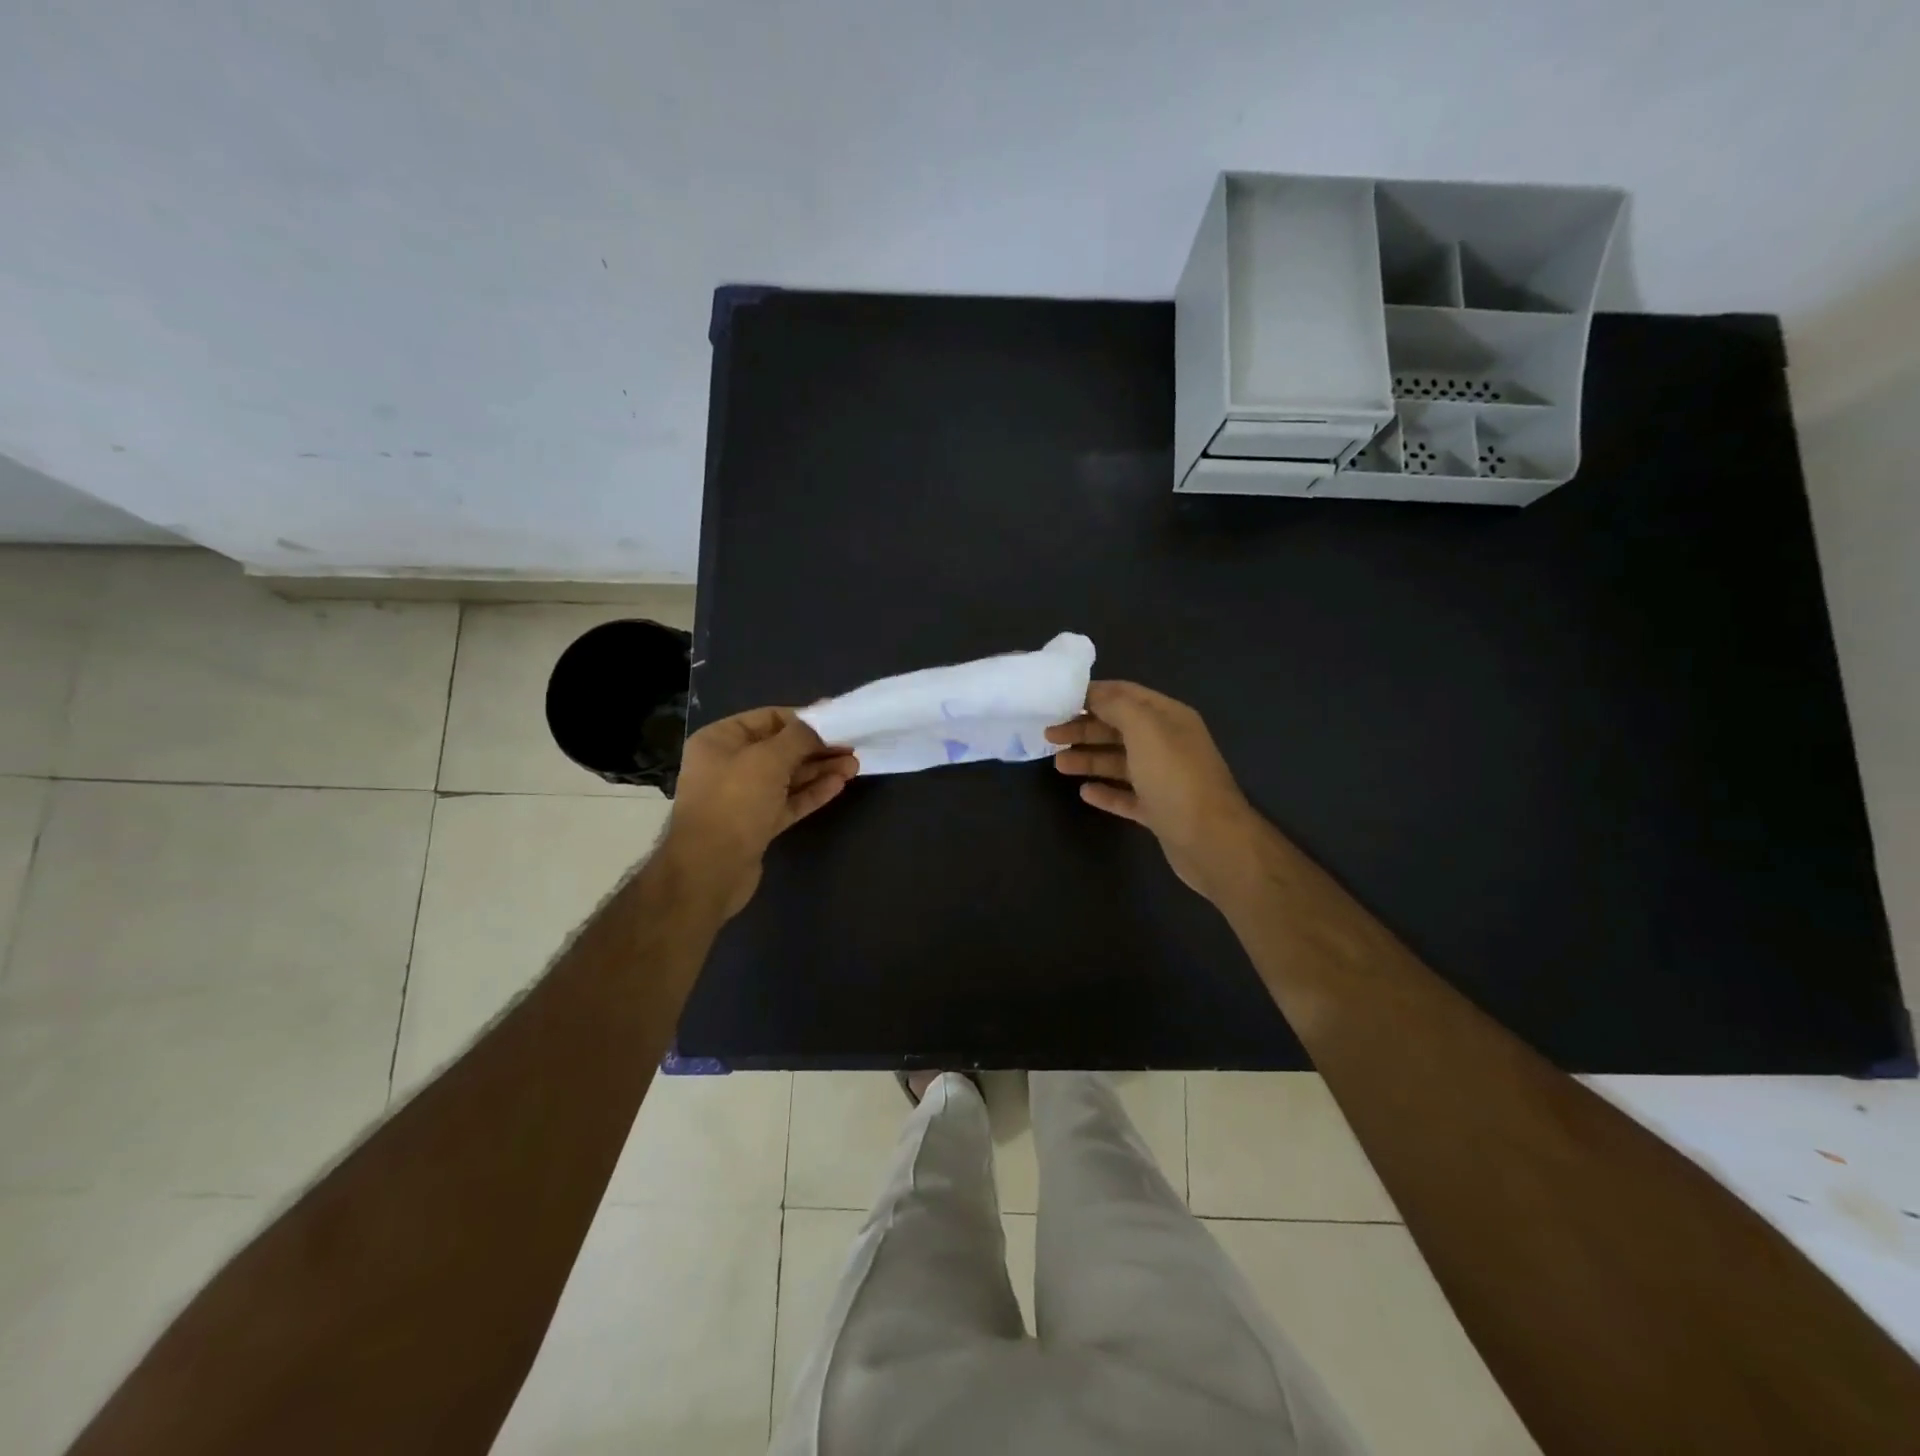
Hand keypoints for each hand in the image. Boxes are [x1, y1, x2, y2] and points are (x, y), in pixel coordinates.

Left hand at [662, 707, 857, 917]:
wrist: (710, 870)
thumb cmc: (734, 802)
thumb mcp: (768, 759)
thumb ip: (799, 737)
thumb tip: (820, 724)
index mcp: (720, 741)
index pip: (768, 718)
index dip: (803, 718)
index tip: (837, 722)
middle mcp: (729, 765)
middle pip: (781, 749)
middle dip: (817, 747)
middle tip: (851, 747)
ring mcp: (743, 797)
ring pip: (788, 777)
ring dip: (820, 770)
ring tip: (854, 766)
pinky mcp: (757, 824)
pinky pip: (788, 801)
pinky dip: (812, 792)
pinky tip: (838, 785)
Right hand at [1045, 681, 1262, 904]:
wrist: (1211, 840)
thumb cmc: (1175, 777)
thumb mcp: (1144, 729)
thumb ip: (1117, 705)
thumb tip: (1093, 694)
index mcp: (1169, 718)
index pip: (1126, 695)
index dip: (1093, 694)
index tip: (1058, 700)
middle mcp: (1168, 744)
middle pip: (1119, 729)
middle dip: (1084, 729)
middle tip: (1049, 735)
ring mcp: (1165, 780)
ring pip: (1120, 762)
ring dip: (1089, 759)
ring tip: (1058, 765)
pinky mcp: (1160, 811)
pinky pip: (1127, 796)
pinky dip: (1105, 792)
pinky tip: (1084, 792)